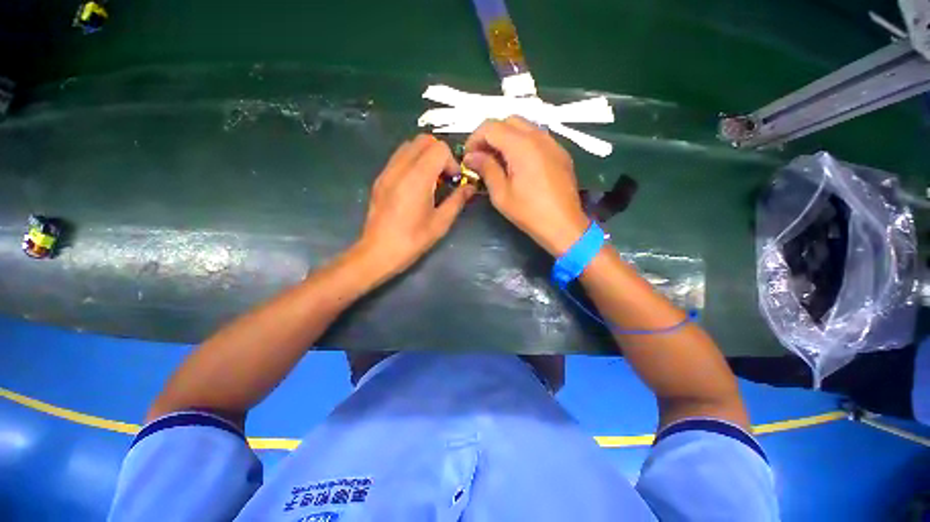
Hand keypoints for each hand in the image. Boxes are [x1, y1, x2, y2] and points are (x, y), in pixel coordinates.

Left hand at [355, 134, 474, 278]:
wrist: (378, 252)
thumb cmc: (412, 240)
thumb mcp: (440, 223)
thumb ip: (457, 200)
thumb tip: (470, 187)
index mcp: (417, 178)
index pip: (439, 148)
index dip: (452, 161)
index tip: (454, 181)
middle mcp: (400, 168)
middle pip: (423, 140)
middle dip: (440, 154)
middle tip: (445, 177)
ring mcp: (387, 171)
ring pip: (409, 146)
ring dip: (425, 156)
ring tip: (431, 180)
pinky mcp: (380, 178)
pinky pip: (399, 157)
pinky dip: (412, 161)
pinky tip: (416, 185)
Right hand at [464, 117, 588, 255]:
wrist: (563, 225)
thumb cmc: (529, 212)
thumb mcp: (501, 193)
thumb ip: (486, 168)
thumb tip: (471, 156)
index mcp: (522, 146)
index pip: (491, 127)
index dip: (474, 139)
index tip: (469, 157)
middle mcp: (539, 136)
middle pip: (508, 121)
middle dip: (491, 136)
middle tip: (483, 157)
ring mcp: (553, 143)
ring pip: (524, 127)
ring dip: (507, 138)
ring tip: (499, 161)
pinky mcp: (560, 153)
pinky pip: (537, 138)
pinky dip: (522, 144)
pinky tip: (519, 165)